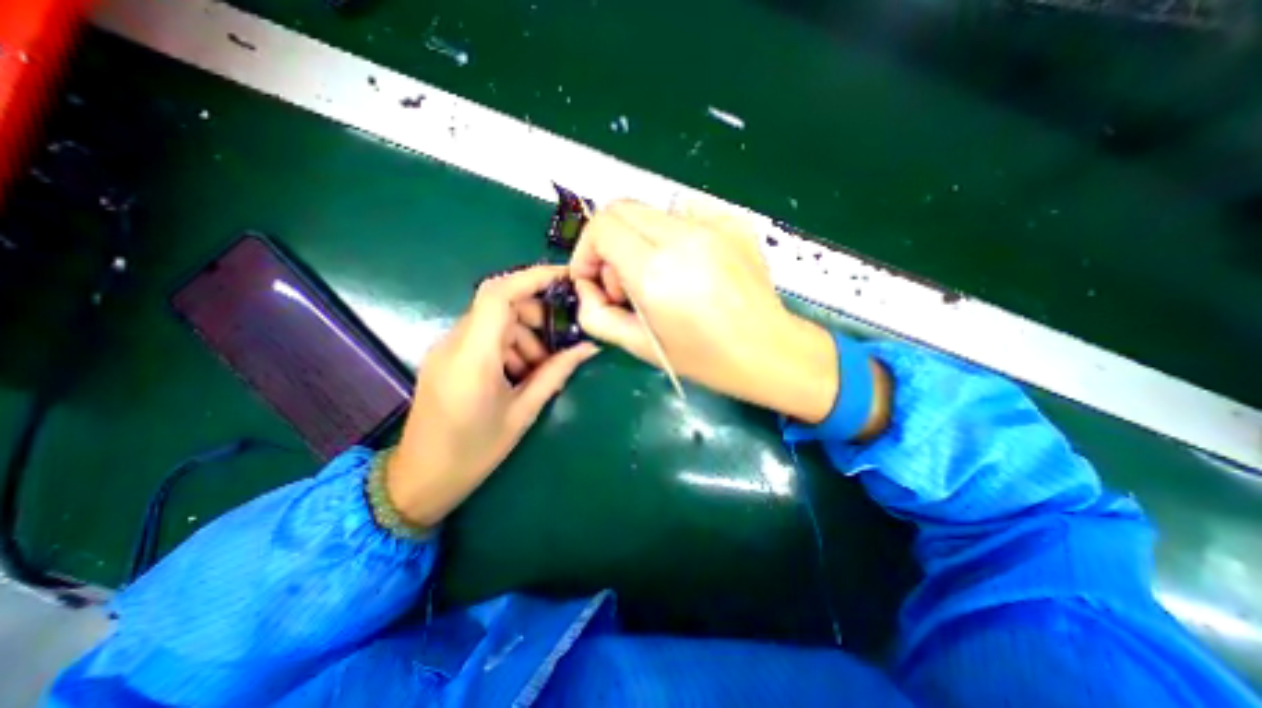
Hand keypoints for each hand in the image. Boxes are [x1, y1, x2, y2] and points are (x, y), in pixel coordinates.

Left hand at [388, 263, 596, 524]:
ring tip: (538, 369)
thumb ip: (556, 373)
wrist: (420, 480)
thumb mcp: (523, 412)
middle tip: (558, 342)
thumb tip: (589, 347)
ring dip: (523, 334)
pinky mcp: (446, 357)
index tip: (565, 278)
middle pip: (499, 303)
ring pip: (493, 320)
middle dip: (535, 314)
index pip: (499, 295)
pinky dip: (508, 345)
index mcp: (473, 358)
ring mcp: (446, 348)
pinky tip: (518, 373)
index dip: (532, 277)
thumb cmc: (474, 452)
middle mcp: (454, 343)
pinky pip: (483, 336)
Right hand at [577, 200, 884, 430]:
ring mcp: (712, 223)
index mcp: (657, 271)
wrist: (769, 350)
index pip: (601, 227)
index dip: (586, 251)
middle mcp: (683, 236)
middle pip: (621, 209)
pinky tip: (687, 267)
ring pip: (650, 212)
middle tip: (624, 284)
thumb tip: (587, 286)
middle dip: (608, 244)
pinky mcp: (732, 221)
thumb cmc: (705, 358)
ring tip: (658, 279)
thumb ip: (597, 315)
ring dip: (639, 240)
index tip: (594, 280)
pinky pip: (683, 214)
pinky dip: (670, 236)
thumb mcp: (640, 347)